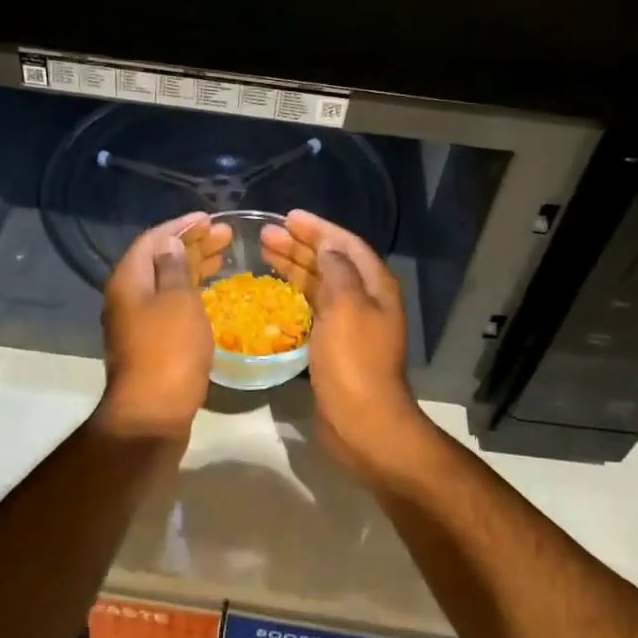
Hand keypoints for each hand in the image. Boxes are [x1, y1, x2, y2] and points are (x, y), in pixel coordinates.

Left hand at [97, 212, 230, 438]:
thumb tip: (170, 244)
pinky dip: (191, 293)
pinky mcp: (149, 344)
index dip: (181, 226)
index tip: (210, 219)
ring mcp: (136, 323)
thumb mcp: (178, 301)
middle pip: (159, 260)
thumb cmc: (169, 350)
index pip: (153, 239)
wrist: (152, 414)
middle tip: (225, 236)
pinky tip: (212, 294)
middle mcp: (127, 297)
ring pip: (166, 284)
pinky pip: (170, 306)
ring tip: (224, 257)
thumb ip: (175, 268)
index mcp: (128, 280)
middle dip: (192, 245)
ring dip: (194, 268)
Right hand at [259, 210, 421, 469]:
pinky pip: (312, 307)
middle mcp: (365, 299)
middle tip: (266, 235)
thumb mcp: (347, 307)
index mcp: (374, 285)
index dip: (318, 228)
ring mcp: (349, 323)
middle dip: (301, 245)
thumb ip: (338, 271)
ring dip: (294, 266)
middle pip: (331, 262)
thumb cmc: (354, 360)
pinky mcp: (334, 344)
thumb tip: (328, 246)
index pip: (346, 244)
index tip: (288, 216)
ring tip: (264, 253)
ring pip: (320, 283)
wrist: (362, 421)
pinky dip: (294, 293)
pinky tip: (273, 290)